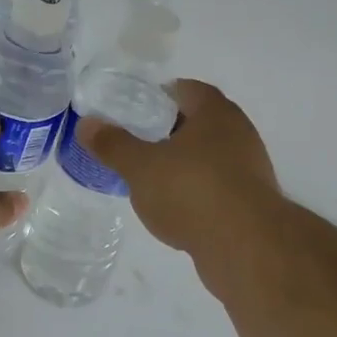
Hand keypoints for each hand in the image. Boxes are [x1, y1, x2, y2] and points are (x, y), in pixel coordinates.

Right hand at [76, 79, 278, 255]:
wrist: (247, 248)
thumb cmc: (192, 192)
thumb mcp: (141, 167)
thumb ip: (113, 144)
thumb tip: (86, 124)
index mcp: (215, 112)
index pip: (185, 89)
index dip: (157, 96)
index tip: (132, 111)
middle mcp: (238, 132)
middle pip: (197, 122)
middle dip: (166, 131)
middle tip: (134, 144)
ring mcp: (249, 168)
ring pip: (207, 156)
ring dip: (181, 163)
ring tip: (149, 178)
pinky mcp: (251, 201)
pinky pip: (216, 185)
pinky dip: (195, 190)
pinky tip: (173, 208)